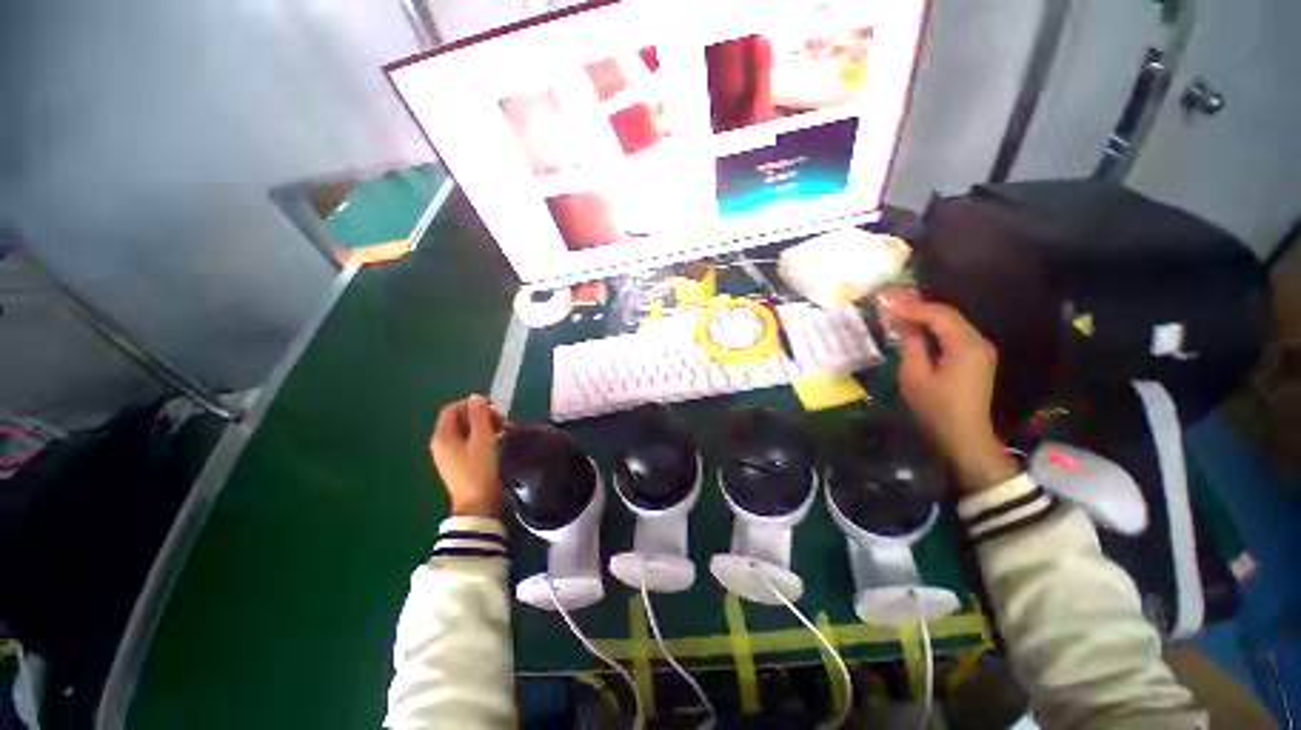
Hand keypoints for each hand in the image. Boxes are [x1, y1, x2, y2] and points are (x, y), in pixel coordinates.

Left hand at [430, 395, 506, 517]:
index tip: (494, 408)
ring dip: (484, 427)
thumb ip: (480, 415)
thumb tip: (476, 397)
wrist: (477, 504)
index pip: (453, 408)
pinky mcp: (458, 465)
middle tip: (502, 421)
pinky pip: (468, 443)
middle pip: (460, 419)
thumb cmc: (480, 468)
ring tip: (502, 431)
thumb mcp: (483, 438)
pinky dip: (481, 439)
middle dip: (481, 415)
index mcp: (443, 435)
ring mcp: (448, 456)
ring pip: (466, 432)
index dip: (473, 404)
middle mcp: (441, 444)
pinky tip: (496, 443)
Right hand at [894, 302, 1019, 493]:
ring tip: (900, 318)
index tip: (887, 306)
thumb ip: (911, 345)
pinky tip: (916, 332)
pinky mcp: (977, 358)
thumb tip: (905, 324)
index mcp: (966, 345)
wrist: (964, 435)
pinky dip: (934, 330)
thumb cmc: (936, 407)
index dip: (912, 308)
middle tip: (891, 307)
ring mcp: (981, 350)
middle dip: (919, 309)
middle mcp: (979, 341)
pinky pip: (954, 335)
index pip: (939, 315)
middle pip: (948, 315)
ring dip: (926, 318)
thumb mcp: (915, 375)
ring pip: (951, 323)